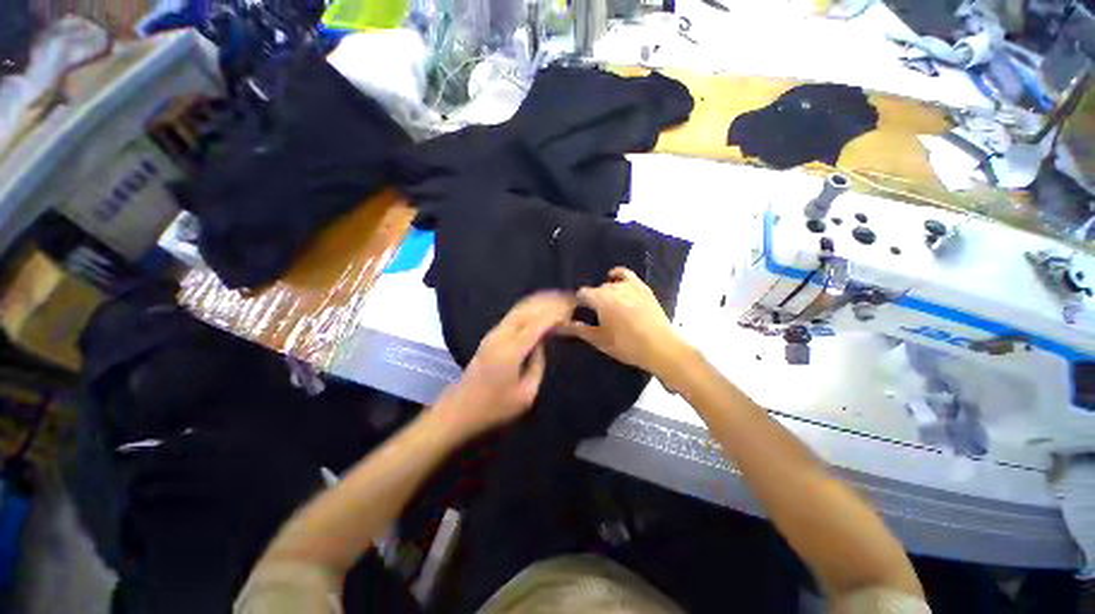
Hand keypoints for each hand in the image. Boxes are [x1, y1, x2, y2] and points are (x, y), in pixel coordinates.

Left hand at [433, 291, 574, 439]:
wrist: (461, 408)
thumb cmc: (495, 406)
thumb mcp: (526, 394)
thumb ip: (538, 364)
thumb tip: (542, 344)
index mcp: (511, 350)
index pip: (537, 323)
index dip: (556, 313)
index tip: (573, 307)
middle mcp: (502, 335)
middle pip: (528, 309)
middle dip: (550, 301)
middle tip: (571, 298)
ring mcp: (494, 332)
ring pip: (520, 308)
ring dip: (540, 300)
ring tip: (560, 298)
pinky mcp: (491, 334)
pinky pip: (515, 313)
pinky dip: (530, 306)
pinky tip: (540, 306)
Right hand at [561, 267, 687, 374]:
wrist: (661, 347)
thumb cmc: (627, 345)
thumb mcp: (599, 340)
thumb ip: (578, 330)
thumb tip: (559, 325)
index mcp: (600, 299)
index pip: (581, 295)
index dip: (577, 304)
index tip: (577, 314)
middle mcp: (613, 287)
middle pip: (596, 290)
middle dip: (592, 301)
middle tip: (595, 317)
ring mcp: (629, 285)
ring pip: (609, 284)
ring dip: (605, 293)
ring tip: (608, 307)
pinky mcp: (642, 287)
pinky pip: (626, 275)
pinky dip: (618, 276)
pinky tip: (615, 280)